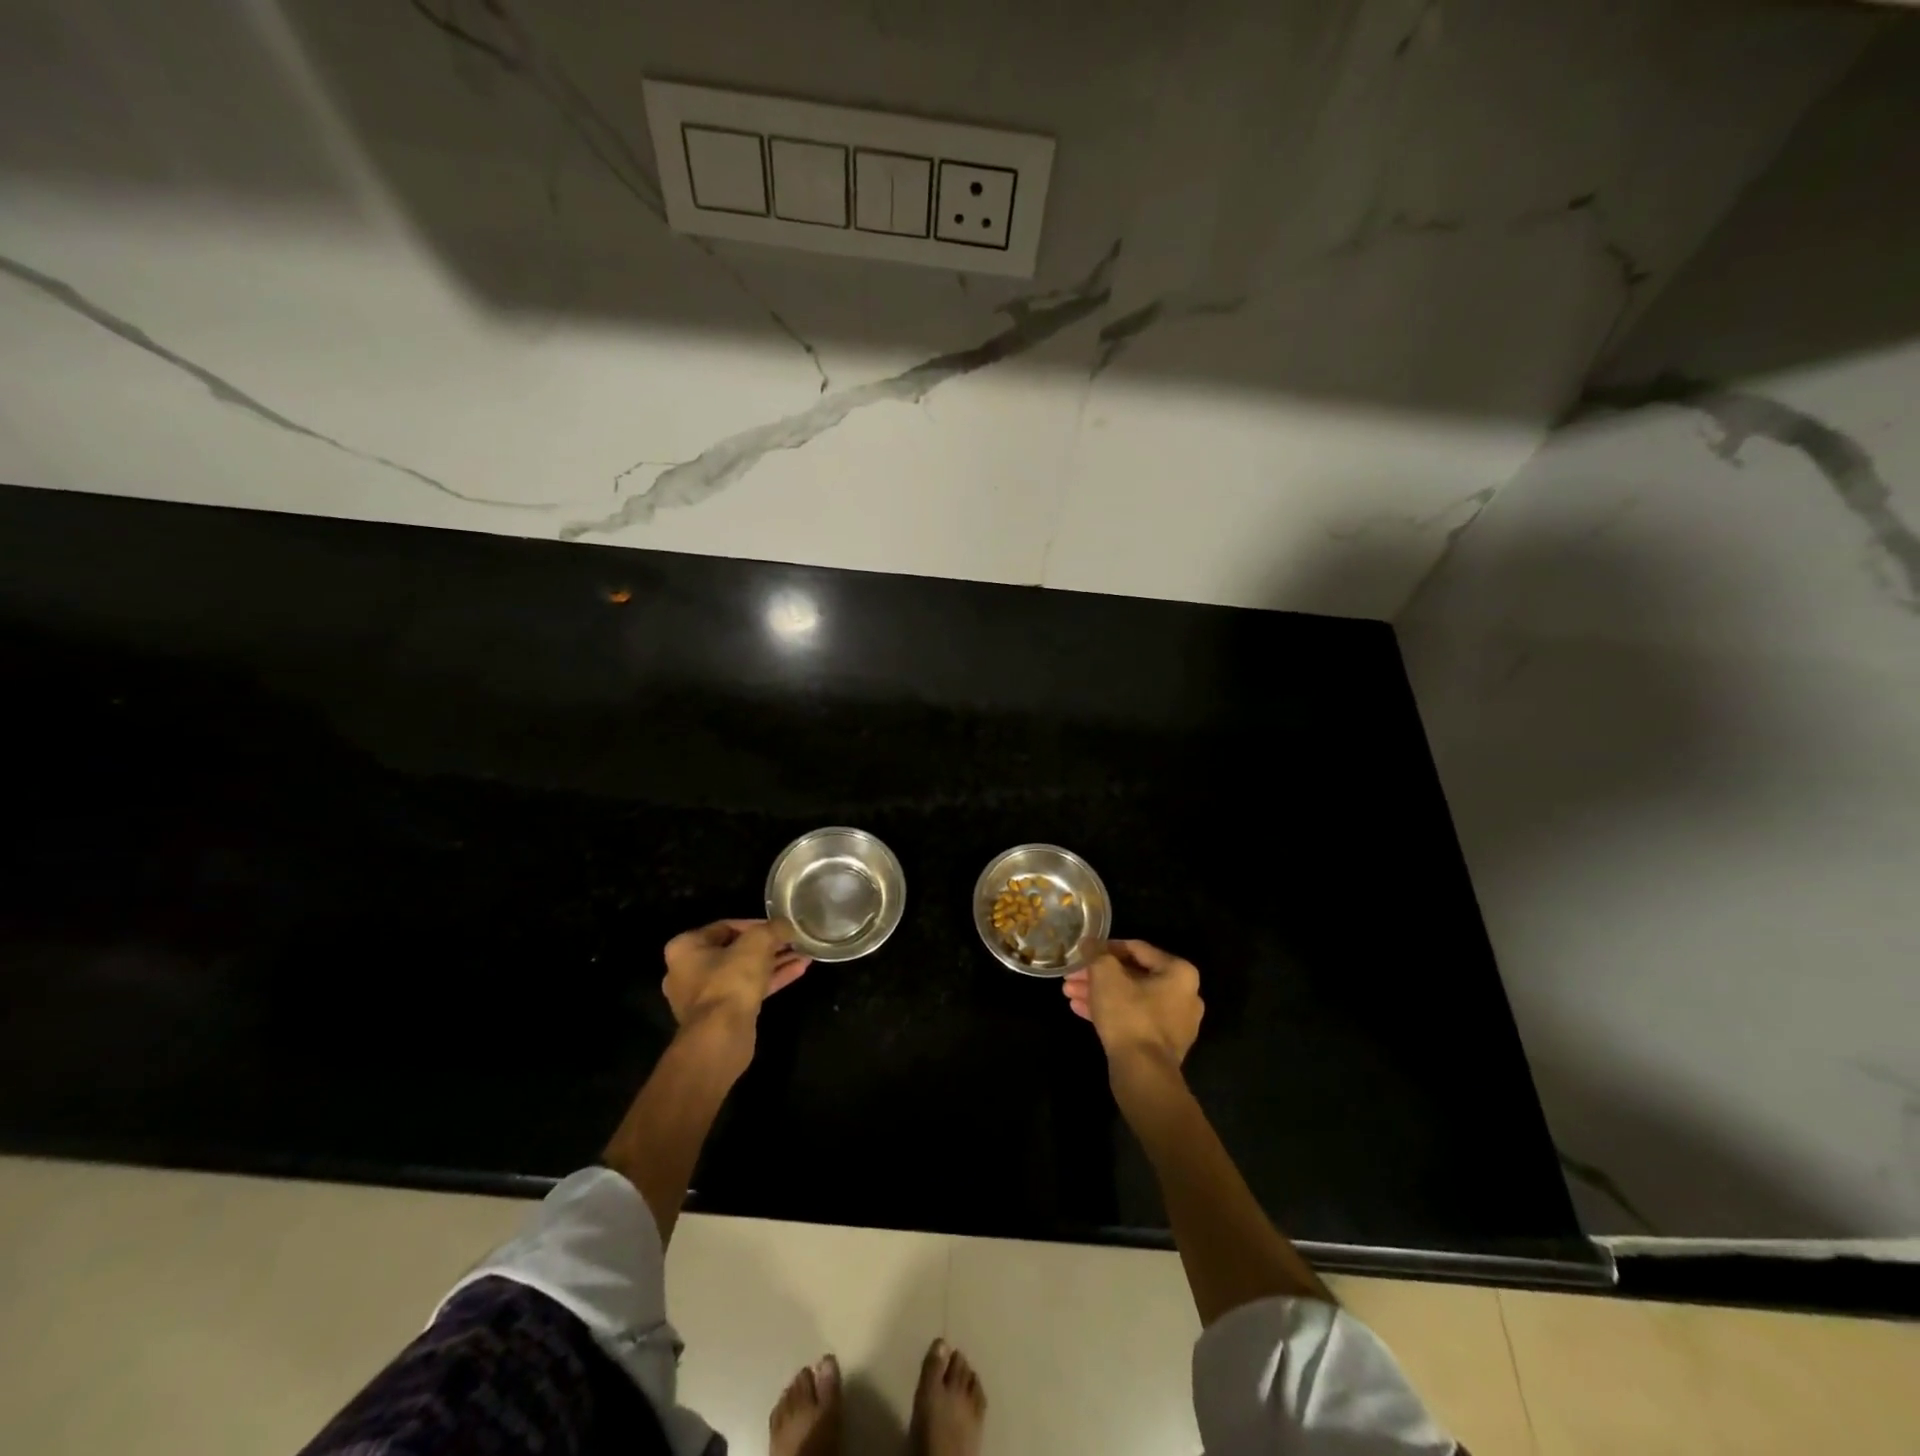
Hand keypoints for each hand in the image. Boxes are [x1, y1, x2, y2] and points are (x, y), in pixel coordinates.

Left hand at [662, 918, 810, 1034]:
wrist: (720, 1038)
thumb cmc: (730, 981)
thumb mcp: (757, 943)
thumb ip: (773, 928)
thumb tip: (786, 925)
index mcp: (686, 947)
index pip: (726, 926)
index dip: (757, 924)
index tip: (780, 927)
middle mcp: (688, 970)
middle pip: (736, 950)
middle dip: (769, 945)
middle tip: (793, 941)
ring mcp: (704, 996)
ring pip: (744, 971)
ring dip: (774, 962)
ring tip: (803, 955)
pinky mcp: (720, 1015)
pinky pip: (747, 990)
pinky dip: (770, 980)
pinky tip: (798, 970)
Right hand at [1062, 939, 1203, 1067]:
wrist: (1143, 1073)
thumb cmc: (1128, 1014)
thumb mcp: (1106, 975)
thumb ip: (1097, 953)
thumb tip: (1089, 942)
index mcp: (1179, 972)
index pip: (1136, 949)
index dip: (1105, 948)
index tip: (1083, 952)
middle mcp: (1184, 995)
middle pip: (1132, 975)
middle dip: (1098, 975)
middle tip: (1072, 976)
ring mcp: (1175, 1023)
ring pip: (1130, 998)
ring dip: (1099, 993)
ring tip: (1069, 993)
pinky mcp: (1162, 1045)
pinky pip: (1134, 1019)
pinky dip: (1110, 1012)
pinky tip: (1080, 1010)